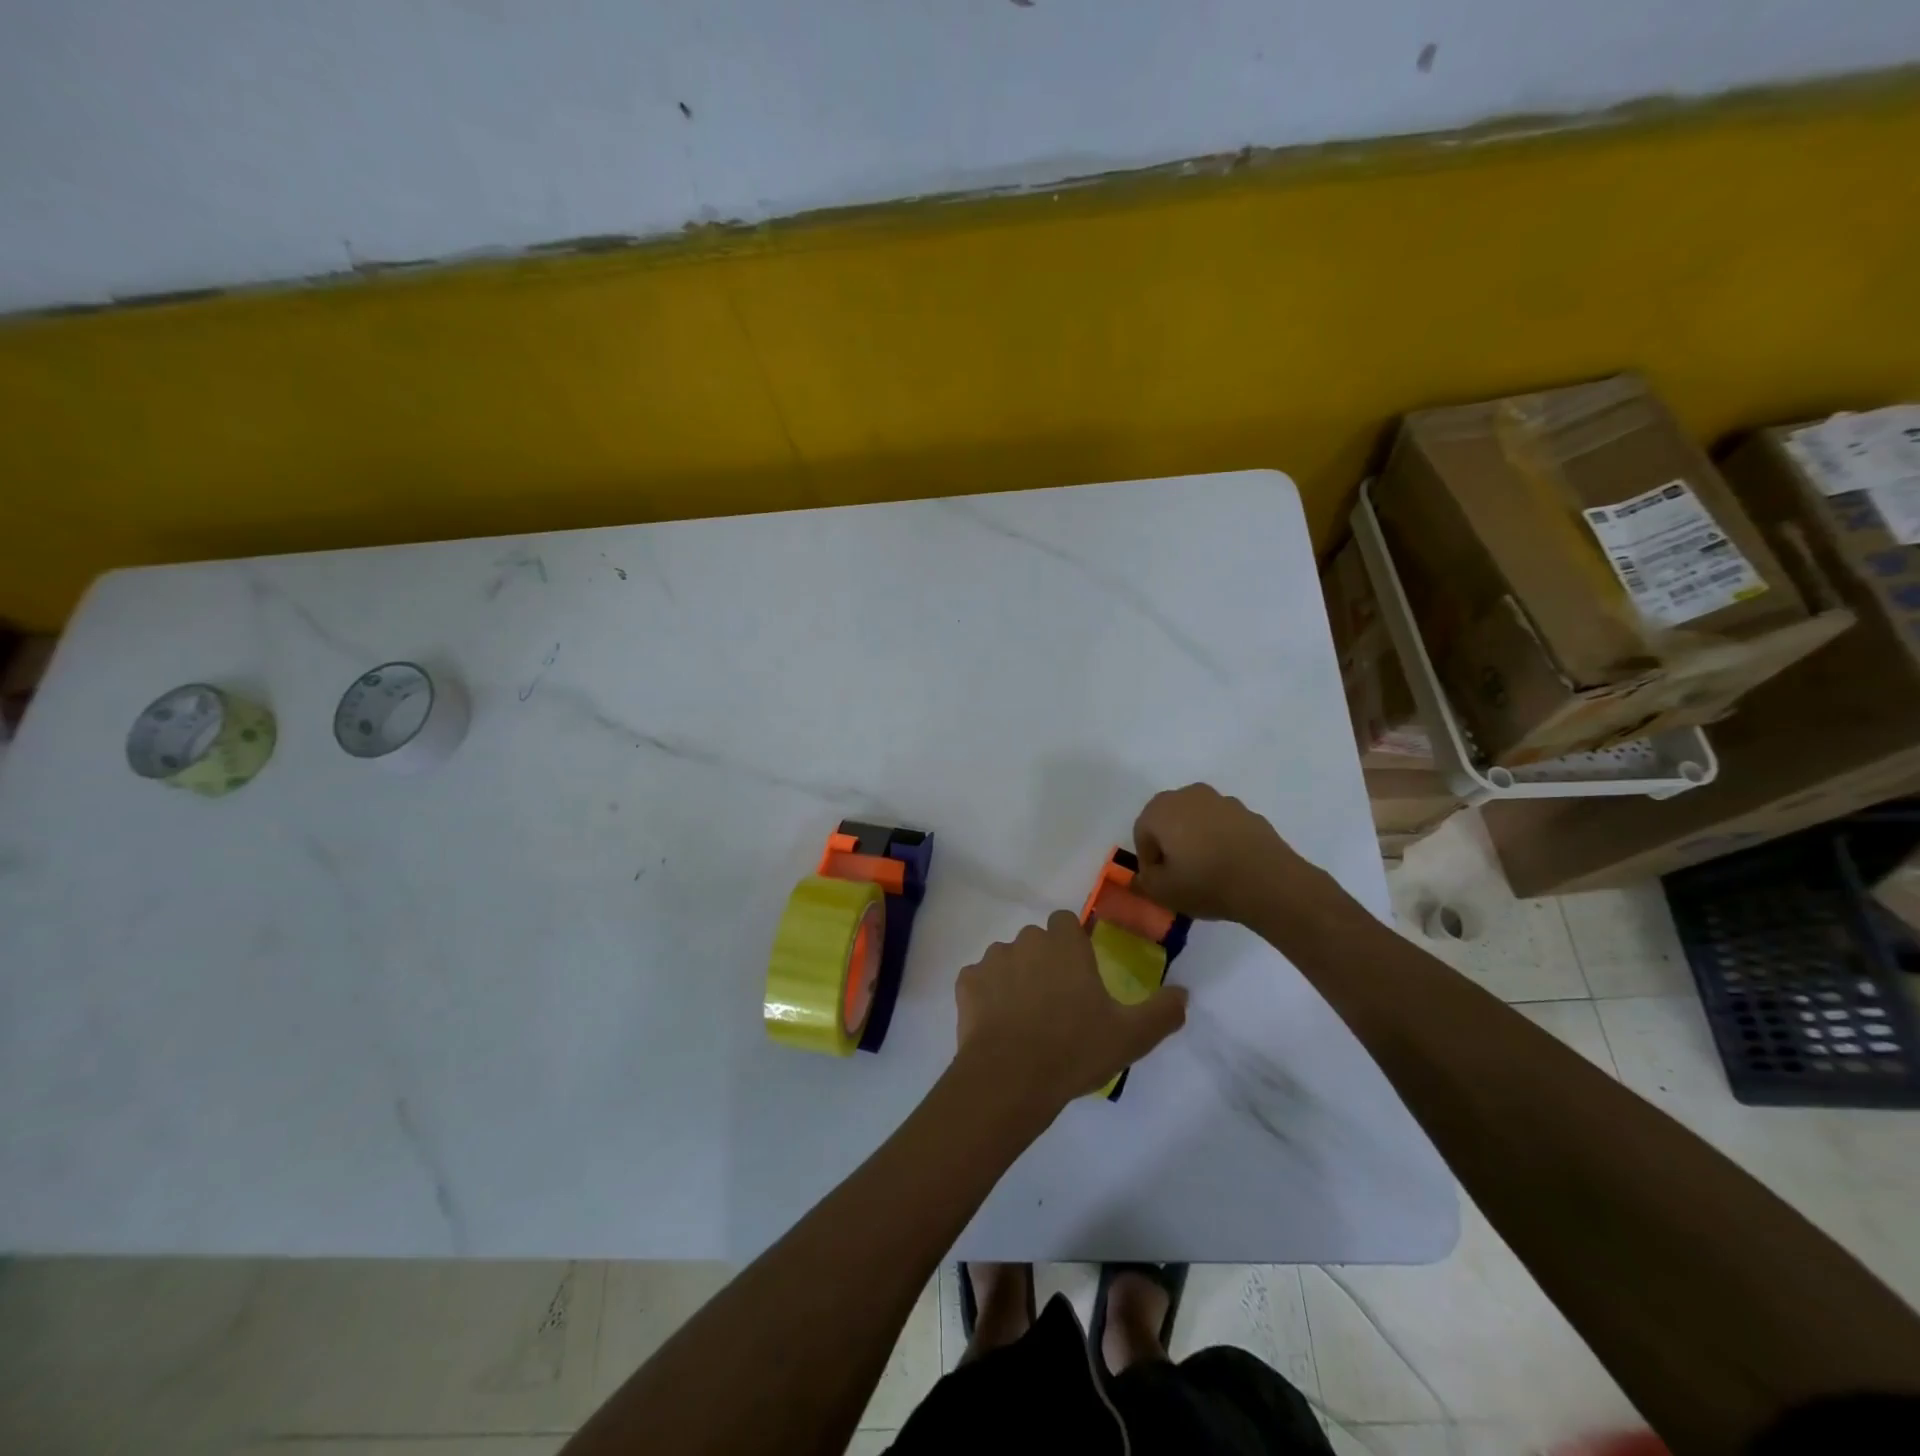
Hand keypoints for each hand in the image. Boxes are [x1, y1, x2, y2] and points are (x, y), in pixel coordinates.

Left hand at [954, 910, 1186, 1116]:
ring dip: (1014, 978)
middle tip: (1056, 1003)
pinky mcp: (965, 983)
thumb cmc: (1075, 1049)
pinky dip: (986, 997)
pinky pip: (978, 982)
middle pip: (1036, 941)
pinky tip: (997, 1027)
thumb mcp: (1132, 1036)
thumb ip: (1163, 1011)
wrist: (1010, 1078)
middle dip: (1044, 962)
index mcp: (1064, 944)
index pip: (1065, 922)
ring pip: (1006, 960)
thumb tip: (1184, 993)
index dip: (1072, 944)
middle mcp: (1026, 941)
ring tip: (1025, 1020)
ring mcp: (991, 960)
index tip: (1080, 975)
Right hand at [1132, 782, 1315, 923]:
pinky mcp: (1249, 813)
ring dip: (1196, 841)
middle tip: (1180, 875)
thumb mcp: (1162, 892)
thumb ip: (1145, 881)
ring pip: (1197, 821)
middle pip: (1169, 821)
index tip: (1160, 882)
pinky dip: (1221, 841)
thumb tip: (1144, 875)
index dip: (1148, 860)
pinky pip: (1223, 827)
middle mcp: (1189, 795)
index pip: (1142, 833)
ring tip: (1208, 872)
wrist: (1269, 882)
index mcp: (1161, 809)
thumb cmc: (1206, 882)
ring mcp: (1222, 801)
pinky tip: (1230, 866)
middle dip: (1170, 845)